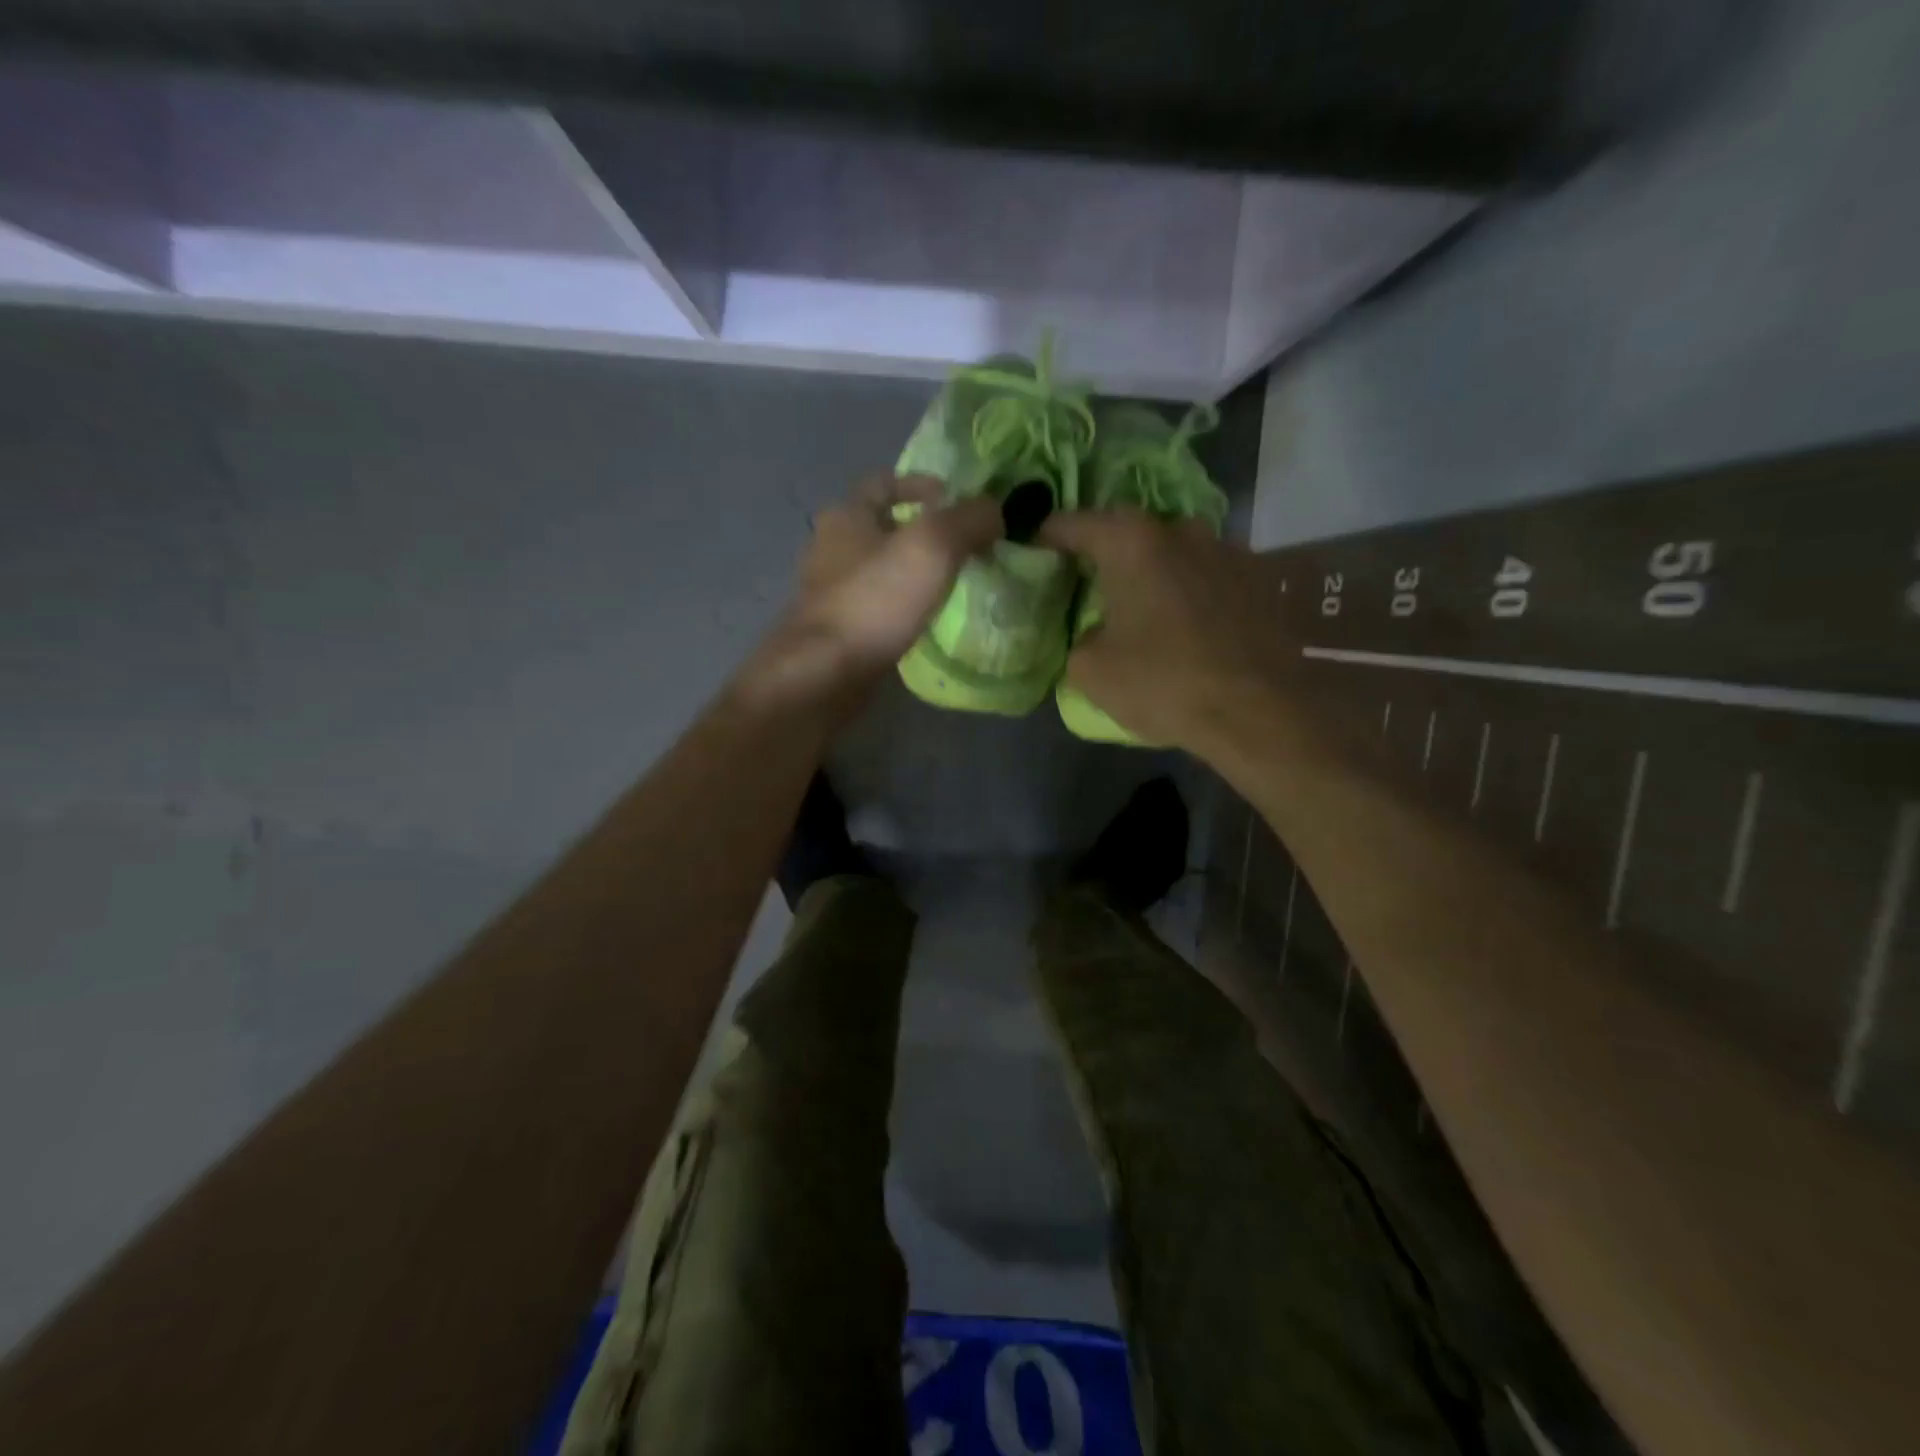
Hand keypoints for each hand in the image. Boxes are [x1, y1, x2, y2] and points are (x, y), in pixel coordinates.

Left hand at [740, 474, 1002, 709]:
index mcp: (846, 515)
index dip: (919, 483)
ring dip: (910, 571)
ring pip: (876, 569)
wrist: (824, 673)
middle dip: (918, 531)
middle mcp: (830, 548)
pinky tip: (923, 620)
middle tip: (960, 545)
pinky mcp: (835, 630)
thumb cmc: (874, 600)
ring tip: (948, 584)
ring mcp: (828, 592)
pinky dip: (899, 606)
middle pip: (879, 527)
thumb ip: (967, 521)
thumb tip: (994, 511)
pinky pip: (874, 606)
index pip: (882, 482)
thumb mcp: (931, 547)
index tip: (953, 498)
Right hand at [1039, 508, 1293, 754]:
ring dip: (1152, 574)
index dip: (1044, 540)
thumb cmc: (1164, 683)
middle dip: (1103, 557)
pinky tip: (1188, 627)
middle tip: (1087, 589)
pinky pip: (1207, 575)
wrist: (1260, 712)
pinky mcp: (1259, 576)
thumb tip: (1092, 634)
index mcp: (1131, 541)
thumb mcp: (1091, 671)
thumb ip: (1077, 638)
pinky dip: (1189, 591)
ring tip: (1143, 610)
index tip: (1032, 559)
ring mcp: (1227, 548)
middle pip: (1126, 534)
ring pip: (1172, 553)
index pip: (1070, 524)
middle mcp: (1180, 529)